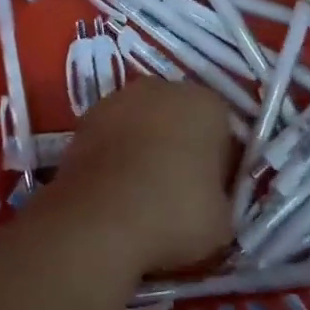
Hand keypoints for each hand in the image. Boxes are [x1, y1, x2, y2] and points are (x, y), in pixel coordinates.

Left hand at [52, 79, 233, 273]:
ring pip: (143, 123)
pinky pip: (112, 136)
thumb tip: (209, 200)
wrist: (100, 220)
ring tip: (141, 195)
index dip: (219, 163)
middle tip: (178, 192)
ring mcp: (119, 99)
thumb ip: (221, 198)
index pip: (222, 129)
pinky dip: (115, 155)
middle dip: (181, 146)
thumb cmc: (175, 214)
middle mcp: (163, 88)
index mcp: (206, 104)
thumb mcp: (223, 221)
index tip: (212, 194)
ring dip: (144, 147)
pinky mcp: (86, 118)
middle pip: (180, 117)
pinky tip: (114, 191)